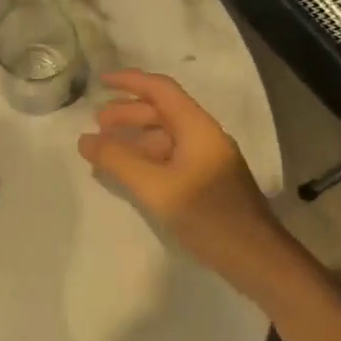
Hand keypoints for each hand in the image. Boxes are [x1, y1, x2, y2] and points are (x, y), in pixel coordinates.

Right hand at [77, 70, 284, 275]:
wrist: (256, 258)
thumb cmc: (207, 216)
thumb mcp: (156, 187)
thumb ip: (118, 161)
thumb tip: (84, 139)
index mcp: (197, 127)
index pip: (160, 90)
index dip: (130, 81)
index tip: (100, 82)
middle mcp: (203, 136)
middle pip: (162, 112)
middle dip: (128, 112)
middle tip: (97, 123)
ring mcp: (206, 160)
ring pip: (165, 137)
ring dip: (135, 137)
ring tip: (105, 148)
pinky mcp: (206, 182)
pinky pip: (170, 158)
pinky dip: (145, 158)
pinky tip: (129, 174)